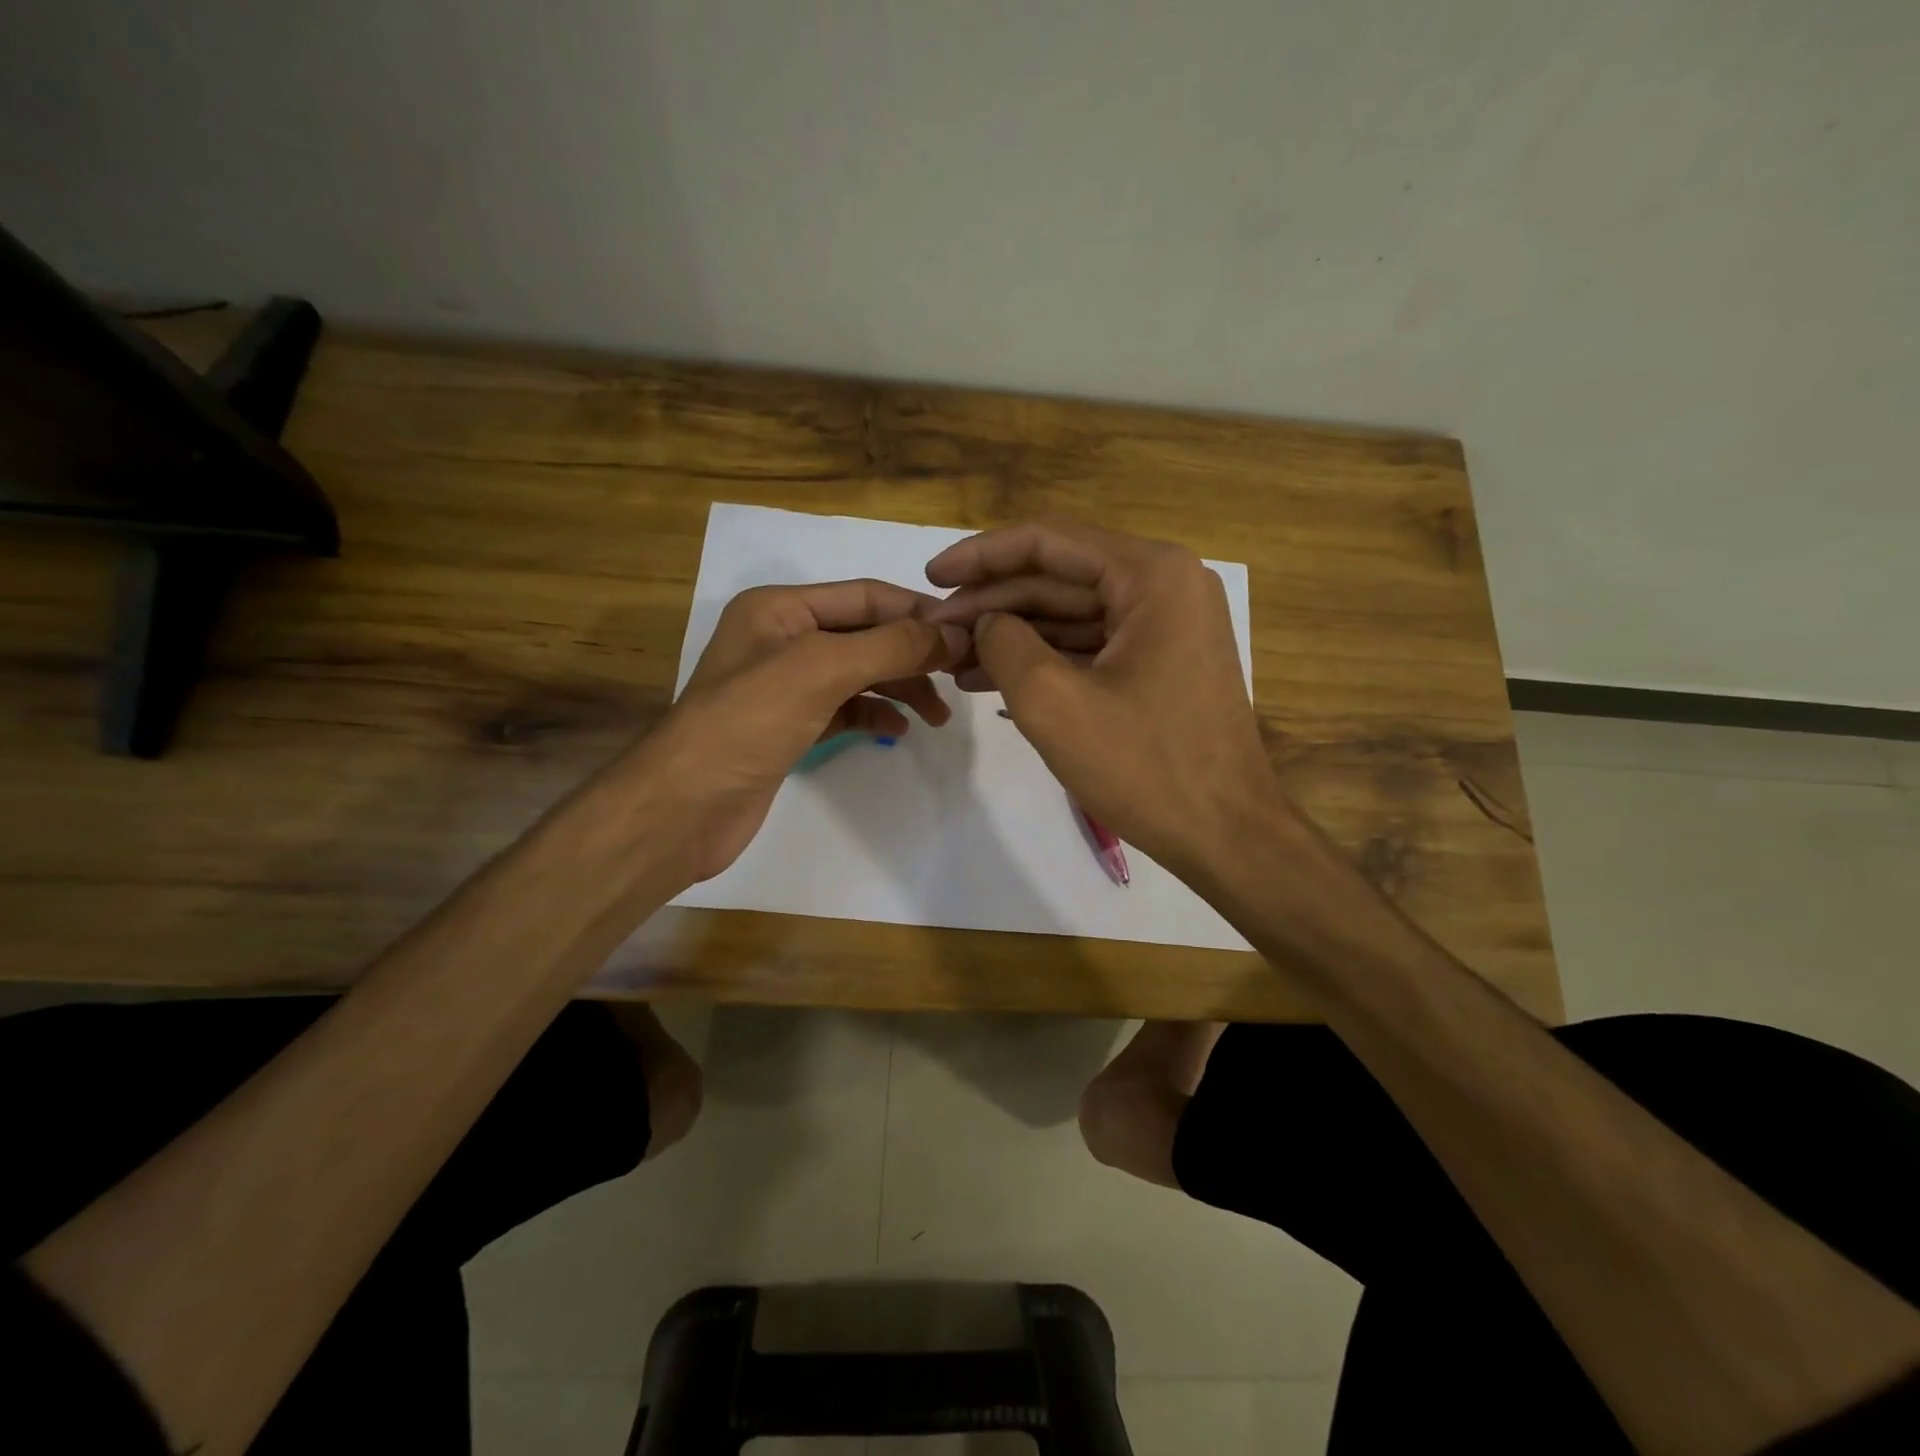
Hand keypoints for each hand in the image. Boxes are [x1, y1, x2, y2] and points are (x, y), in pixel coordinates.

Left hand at [633, 580, 966, 884]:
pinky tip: (898, 730)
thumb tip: (956, 632)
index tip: (969, 634)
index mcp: (781, 607)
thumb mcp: (823, 669)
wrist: (686, 806)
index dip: (918, 612)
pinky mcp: (789, 726)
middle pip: (866, 634)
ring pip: (859, 674)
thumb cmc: (749, 722)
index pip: (866, 595)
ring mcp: (785, 685)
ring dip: (901, 688)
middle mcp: (782, 638)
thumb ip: (892, 645)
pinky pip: (845, 708)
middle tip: (961, 678)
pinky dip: (874, 714)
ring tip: (938, 716)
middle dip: (913, 654)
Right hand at [925, 519, 1280, 875]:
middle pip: (1060, 576)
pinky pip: (1092, 645)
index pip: (1048, 542)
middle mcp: (1167, 584)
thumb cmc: (1144, 767)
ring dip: (1013, 634)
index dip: (981, 556)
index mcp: (1152, 574)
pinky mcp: (1163, 661)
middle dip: (993, 603)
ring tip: (953, 660)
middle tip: (936, 630)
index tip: (930, 575)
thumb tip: (984, 622)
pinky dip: (1045, 659)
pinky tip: (993, 679)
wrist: (1226, 835)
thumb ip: (1003, 644)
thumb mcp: (1053, 702)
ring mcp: (1168, 624)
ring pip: (1072, 613)